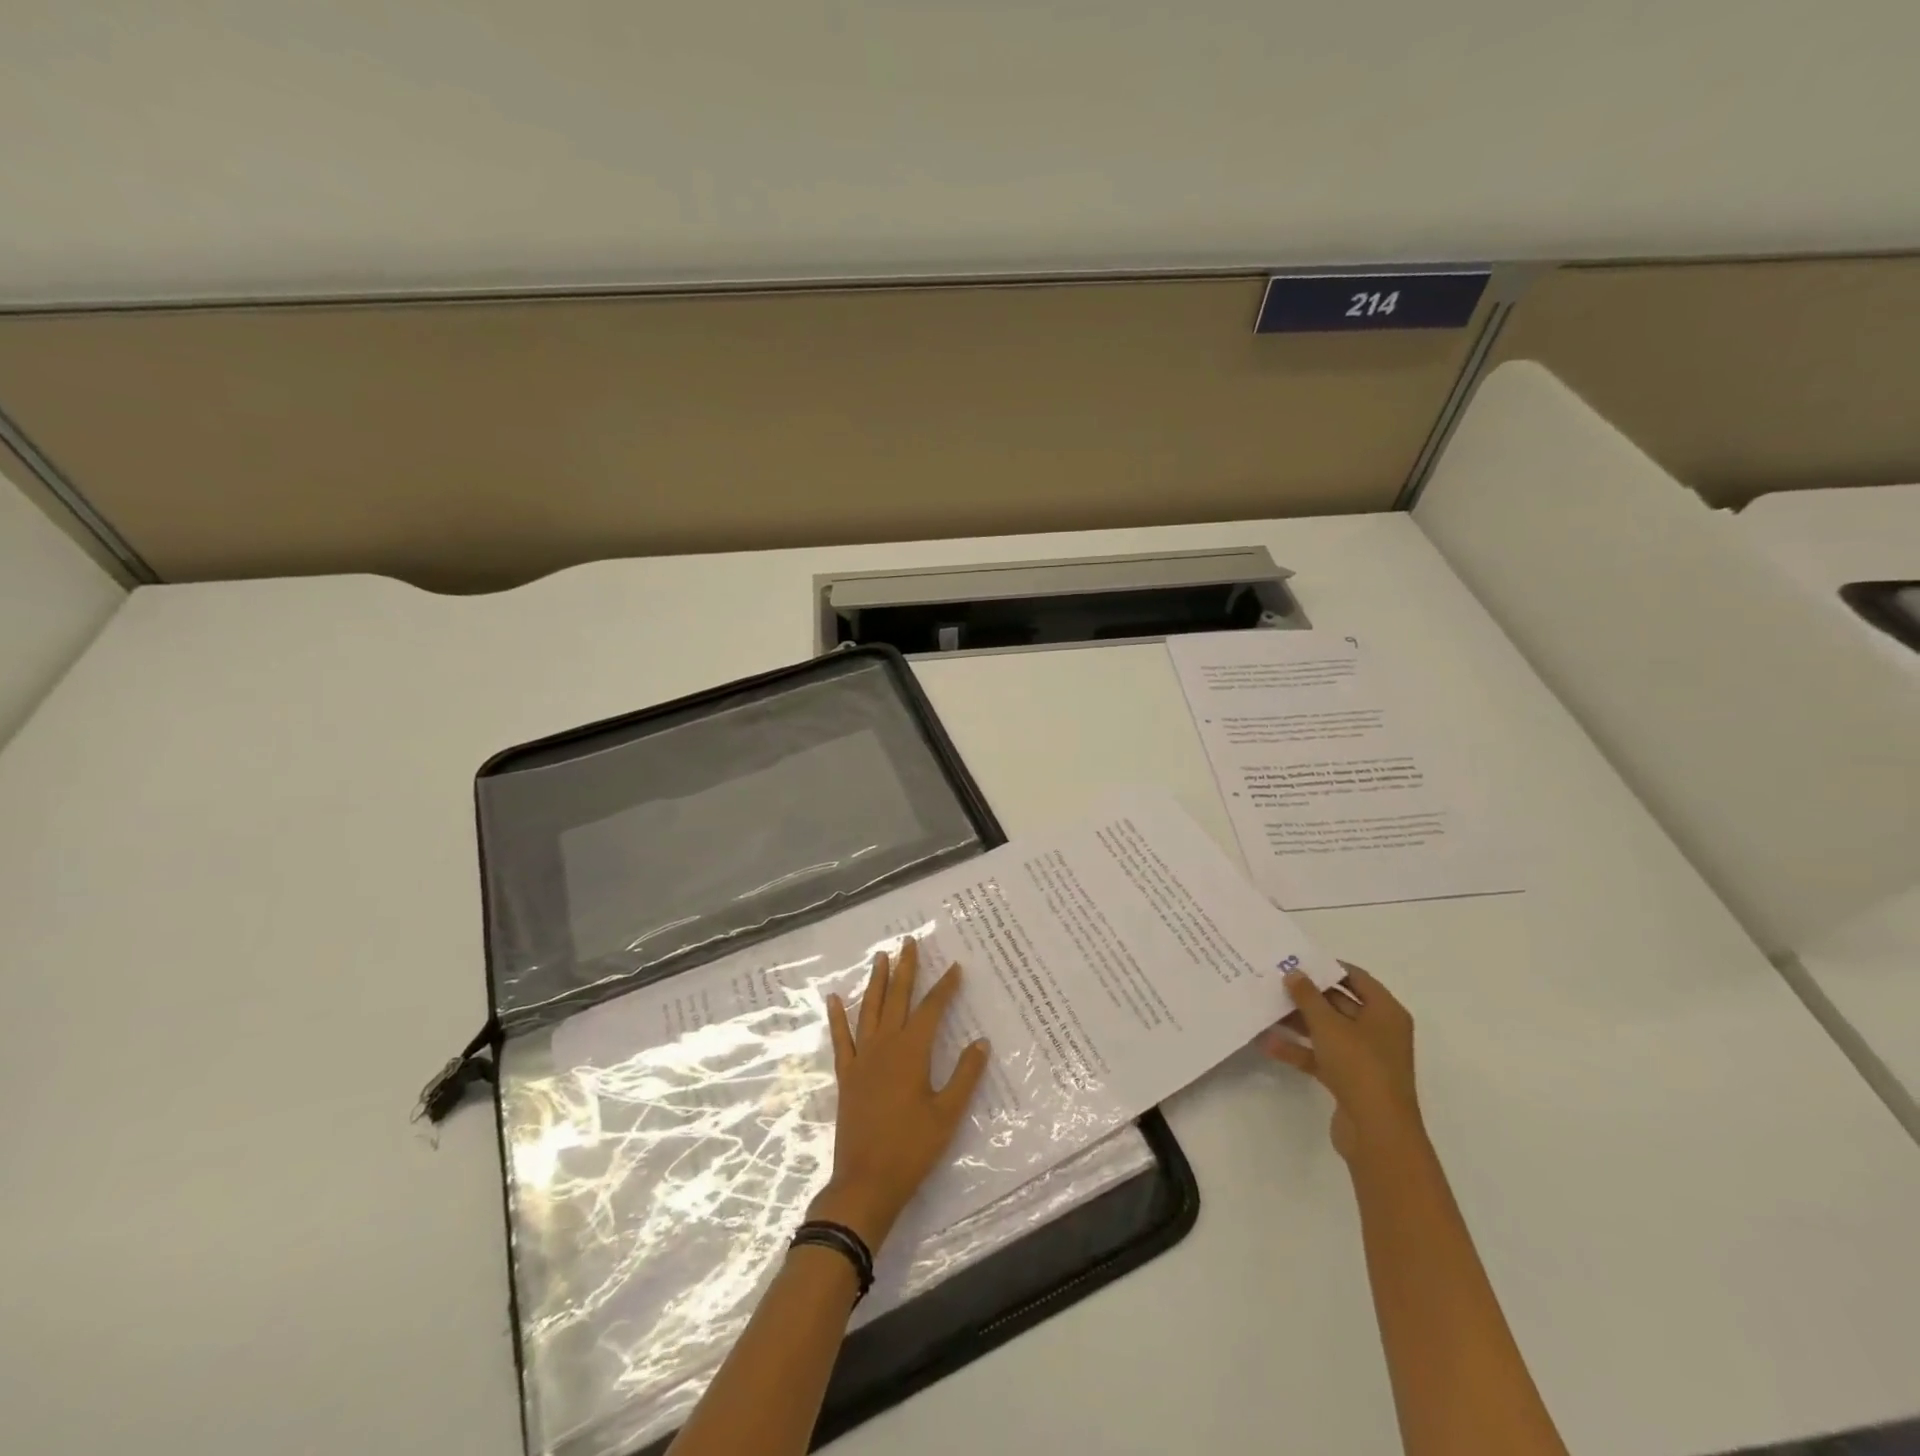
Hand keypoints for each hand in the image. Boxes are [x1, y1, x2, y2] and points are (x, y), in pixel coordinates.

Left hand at [812, 937, 990, 1249]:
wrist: (865, 1183)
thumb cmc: (912, 1149)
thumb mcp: (948, 1114)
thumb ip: (965, 1075)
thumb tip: (982, 1041)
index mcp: (912, 1052)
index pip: (931, 1009)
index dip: (945, 987)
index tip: (955, 967)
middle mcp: (885, 1046)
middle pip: (897, 998)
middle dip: (905, 969)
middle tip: (909, 942)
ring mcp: (862, 1059)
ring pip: (869, 1010)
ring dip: (875, 982)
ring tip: (880, 957)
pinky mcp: (846, 1075)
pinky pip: (841, 1039)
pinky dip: (838, 1017)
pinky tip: (834, 998)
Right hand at [1260, 962, 1420, 1161]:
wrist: (1377, 1132)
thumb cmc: (1360, 1066)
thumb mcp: (1329, 1025)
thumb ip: (1308, 996)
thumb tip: (1294, 973)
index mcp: (1386, 1013)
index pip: (1356, 978)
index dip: (1328, 967)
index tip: (1297, 960)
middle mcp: (1378, 1031)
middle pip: (1339, 1004)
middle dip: (1307, 995)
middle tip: (1274, 981)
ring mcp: (1364, 1057)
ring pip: (1327, 1031)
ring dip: (1298, 1022)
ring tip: (1265, 1008)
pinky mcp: (1349, 1080)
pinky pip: (1320, 1056)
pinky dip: (1298, 1049)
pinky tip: (1268, 1043)